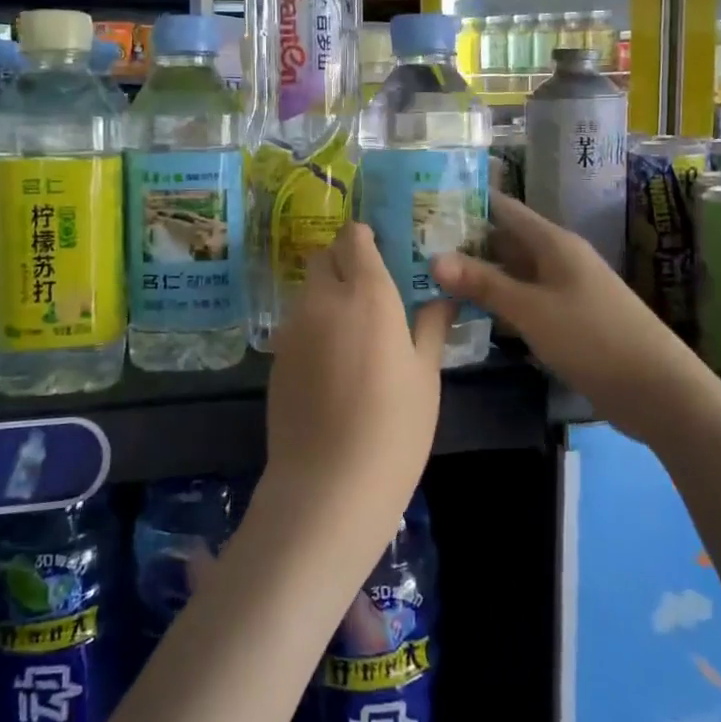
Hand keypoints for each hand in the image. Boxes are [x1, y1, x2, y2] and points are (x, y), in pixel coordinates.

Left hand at [264, 223, 452, 531]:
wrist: (328, 483)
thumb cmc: (395, 428)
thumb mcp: (425, 376)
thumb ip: (430, 327)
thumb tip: (443, 297)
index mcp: (368, 294)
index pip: (354, 239)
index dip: (363, 237)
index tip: (377, 247)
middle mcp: (324, 299)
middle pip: (323, 258)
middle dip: (342, 260)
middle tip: (367, 287)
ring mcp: (294, 326)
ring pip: (307, 289)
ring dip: (326, 293)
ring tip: (351, 327)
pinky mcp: (277, 355)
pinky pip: (296, 322)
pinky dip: (312, 324)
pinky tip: (330, 360)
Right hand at [430, 195, 709, 442]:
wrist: (659, 391)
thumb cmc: (594, 338)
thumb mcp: (531, 309)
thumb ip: (483, 283)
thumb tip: (434, 257)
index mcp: (553, 243)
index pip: (503, 208)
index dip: (466, 202)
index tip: (424, 204)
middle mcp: (557, 258)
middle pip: (503, 240)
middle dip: (463, 242)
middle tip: (414, 246)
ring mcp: (563, 290)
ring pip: (511, 273)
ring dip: (476, 275)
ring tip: (428, 276)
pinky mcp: (566, 319)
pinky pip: (522, 300)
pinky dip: (495, 302)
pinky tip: (465, 312)